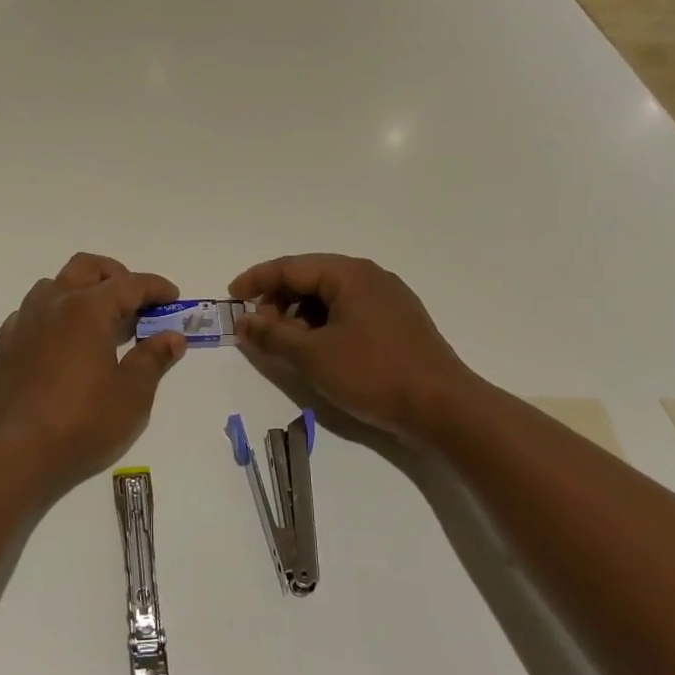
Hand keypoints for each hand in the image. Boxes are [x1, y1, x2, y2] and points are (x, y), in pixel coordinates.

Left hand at [0, 253, 187, 500]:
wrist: (17, 453)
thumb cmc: (83, 422)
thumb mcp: (132, 394)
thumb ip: (153, 358)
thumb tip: (172, 337)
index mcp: (87, 309)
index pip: (129, 284)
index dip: (155, 287)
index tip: (173, 297)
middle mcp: (53, 304)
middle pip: (86, 267)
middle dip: (115, 275)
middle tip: (135, 300)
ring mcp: (25, 321)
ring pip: (55, 284)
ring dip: (81, 290)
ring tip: (99, 319)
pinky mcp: (7, 344)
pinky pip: (33, 311)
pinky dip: (55, 313)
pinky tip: (64, 341)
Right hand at [228, 254, 476, 440]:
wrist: (443, 407)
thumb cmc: (373, 373)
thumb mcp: (312, 356)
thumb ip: (272, 336)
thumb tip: (242, 321)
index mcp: (349, 274)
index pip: (290, 267)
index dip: (256, 281)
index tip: (232, 299)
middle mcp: (369, 276)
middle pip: (310, 279)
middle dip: (279, 301)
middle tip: (260, 330)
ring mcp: (388, 298)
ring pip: (330, 297)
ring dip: (301, 316)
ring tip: (288, 345)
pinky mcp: (397, 321)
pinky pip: (349, 312)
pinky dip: (324, 325)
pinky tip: (318, 351)